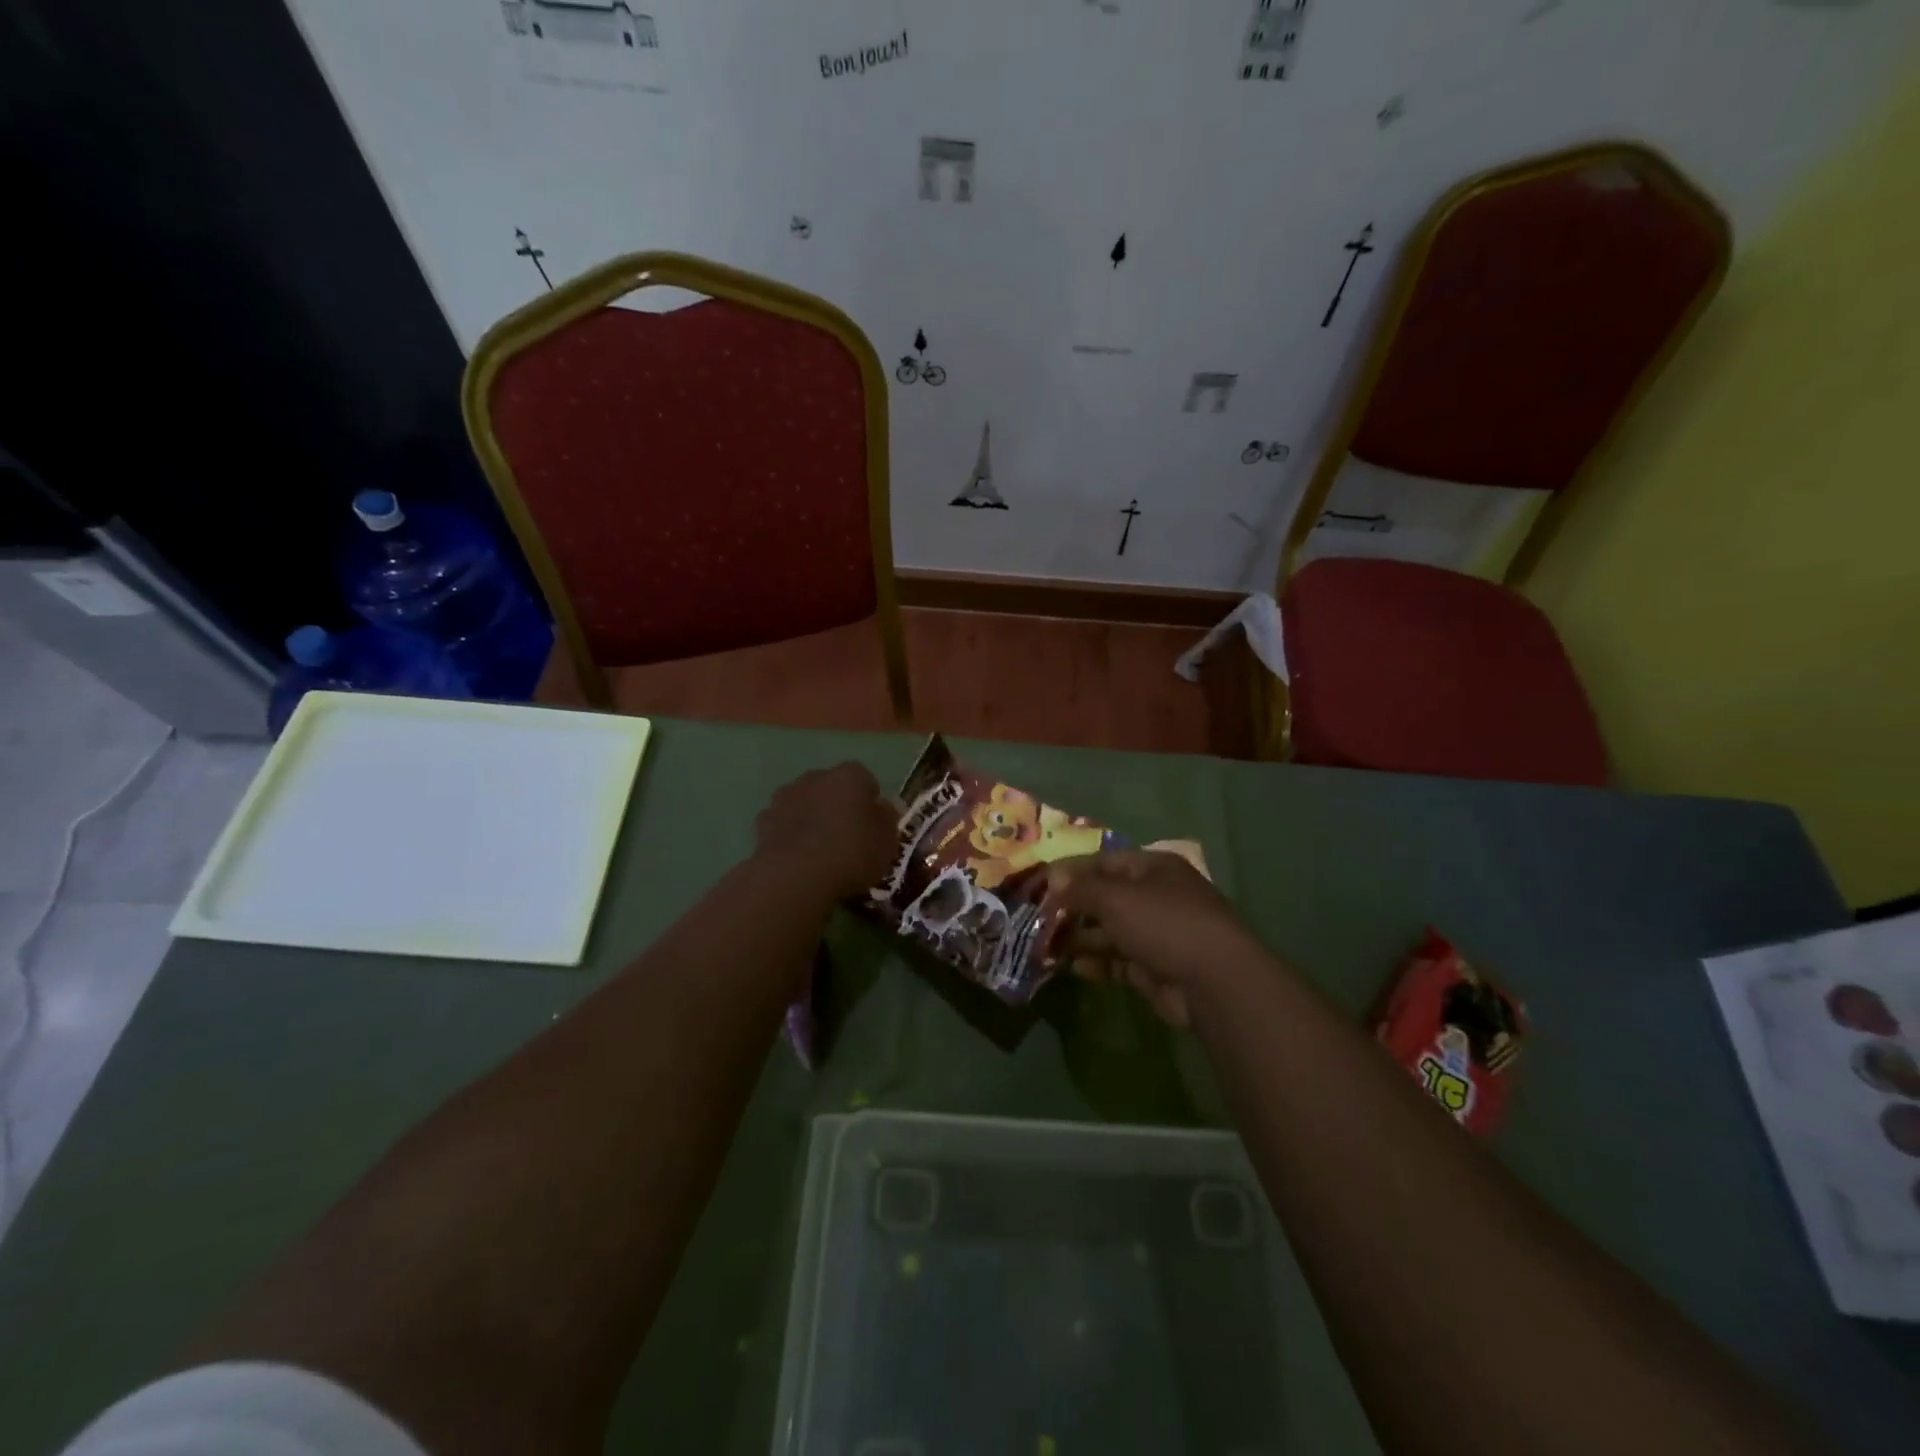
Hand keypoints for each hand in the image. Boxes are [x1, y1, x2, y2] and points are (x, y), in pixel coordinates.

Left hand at [754, 763, 897, 900]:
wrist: (796, 875)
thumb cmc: (851, 852)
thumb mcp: (887, 840)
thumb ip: (886, 818)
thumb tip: (882, 808)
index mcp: (849, 775)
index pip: (865, 778)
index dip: (869, 800)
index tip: (873, 824)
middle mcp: (815, 777)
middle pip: (831, 787)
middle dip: (837, 804)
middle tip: (847, 835)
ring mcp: (785, 796)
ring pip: (804, 802)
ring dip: (811, 816)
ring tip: (819, 849)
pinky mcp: (763, 820)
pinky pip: (784, 823)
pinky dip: (790, 833)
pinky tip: (797, 857)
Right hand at [1040, 850, 1264, 1026]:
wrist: (1215, 982)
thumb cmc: (1164, 923)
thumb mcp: (1116, 898)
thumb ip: (1081, 888)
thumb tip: (1052, 878)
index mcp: (1154, 868)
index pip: (1105, 861)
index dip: (1072, 871)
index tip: (1040, 884)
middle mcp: (1156, 896)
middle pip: (1106, 897)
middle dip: (1073, 907)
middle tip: (1038, 918)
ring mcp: (1157, 933)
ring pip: (1109, 931)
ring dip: (1080, 937)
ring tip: (1045, 945)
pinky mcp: (1154, 968)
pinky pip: (1118, 960)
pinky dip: (1096, 962)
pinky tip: (1073, 967)